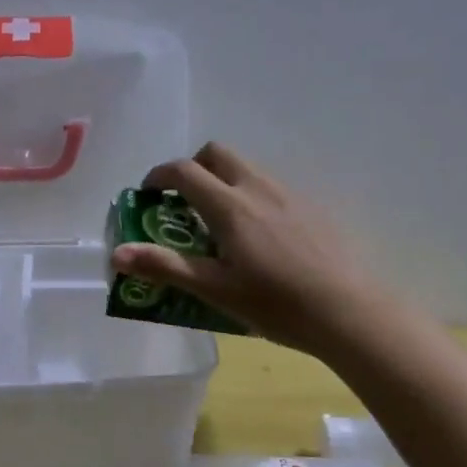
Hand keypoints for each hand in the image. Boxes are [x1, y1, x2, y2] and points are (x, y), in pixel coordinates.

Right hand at [110, 142, 371, 356]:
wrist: (350, 312)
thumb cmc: (275, 305)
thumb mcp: (214, 290)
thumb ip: (164, 266)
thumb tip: (117, 253)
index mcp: (230, 206)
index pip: (184, 170)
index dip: (158, 176)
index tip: (147, 195)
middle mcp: (258, 188)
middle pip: (217, 153)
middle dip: (193, 168)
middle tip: (183, 203)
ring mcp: (290, 194)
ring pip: (246, 168)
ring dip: (222, 181)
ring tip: (220, 225)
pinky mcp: (313, 207)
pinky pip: (271, 187)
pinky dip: (250, 195)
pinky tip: (260, 239)